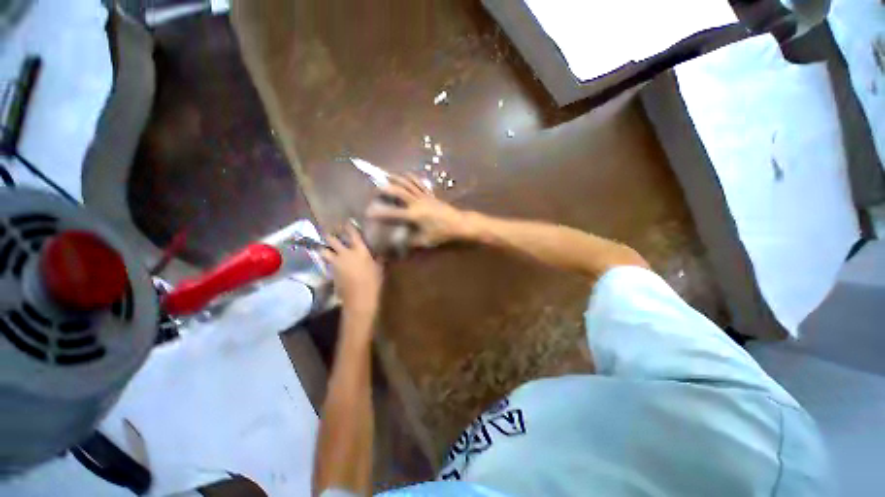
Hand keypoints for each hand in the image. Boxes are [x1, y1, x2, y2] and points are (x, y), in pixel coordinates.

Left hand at [321, 225, 382, 317]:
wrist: (359, 298)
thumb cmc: (373, 282)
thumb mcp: (379, 268)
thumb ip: (378, 259)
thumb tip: (381, 253)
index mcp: (360, 250)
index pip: (352, 234)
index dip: (348, 226)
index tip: (346, 222)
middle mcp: (345, 253)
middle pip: (332, 239)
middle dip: (330, 234)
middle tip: (329, 231)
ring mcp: (336, 262)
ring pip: (324, 250)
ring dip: (324, 247)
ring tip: (324, 245)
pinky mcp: (331, 272)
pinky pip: (327, 262)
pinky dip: (327, 259)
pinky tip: (330, 260)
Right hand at [367, 174, 470, 247]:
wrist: (459, 224)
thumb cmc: (442, 234)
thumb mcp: (425, 241)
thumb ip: (409, 241)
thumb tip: (397, 241)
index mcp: (414, 215)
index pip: (392, 214)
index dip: (379, 213)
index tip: (368, 212)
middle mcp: (416, 202)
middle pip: (397, 191)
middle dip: (384, 190)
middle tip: (375, 192)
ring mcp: (424, 196)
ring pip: (407, 183)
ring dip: (395, 179)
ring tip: (385, 176)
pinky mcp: (430, 194)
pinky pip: (418, 182)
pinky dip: (409, 177)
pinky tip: (404, 175)